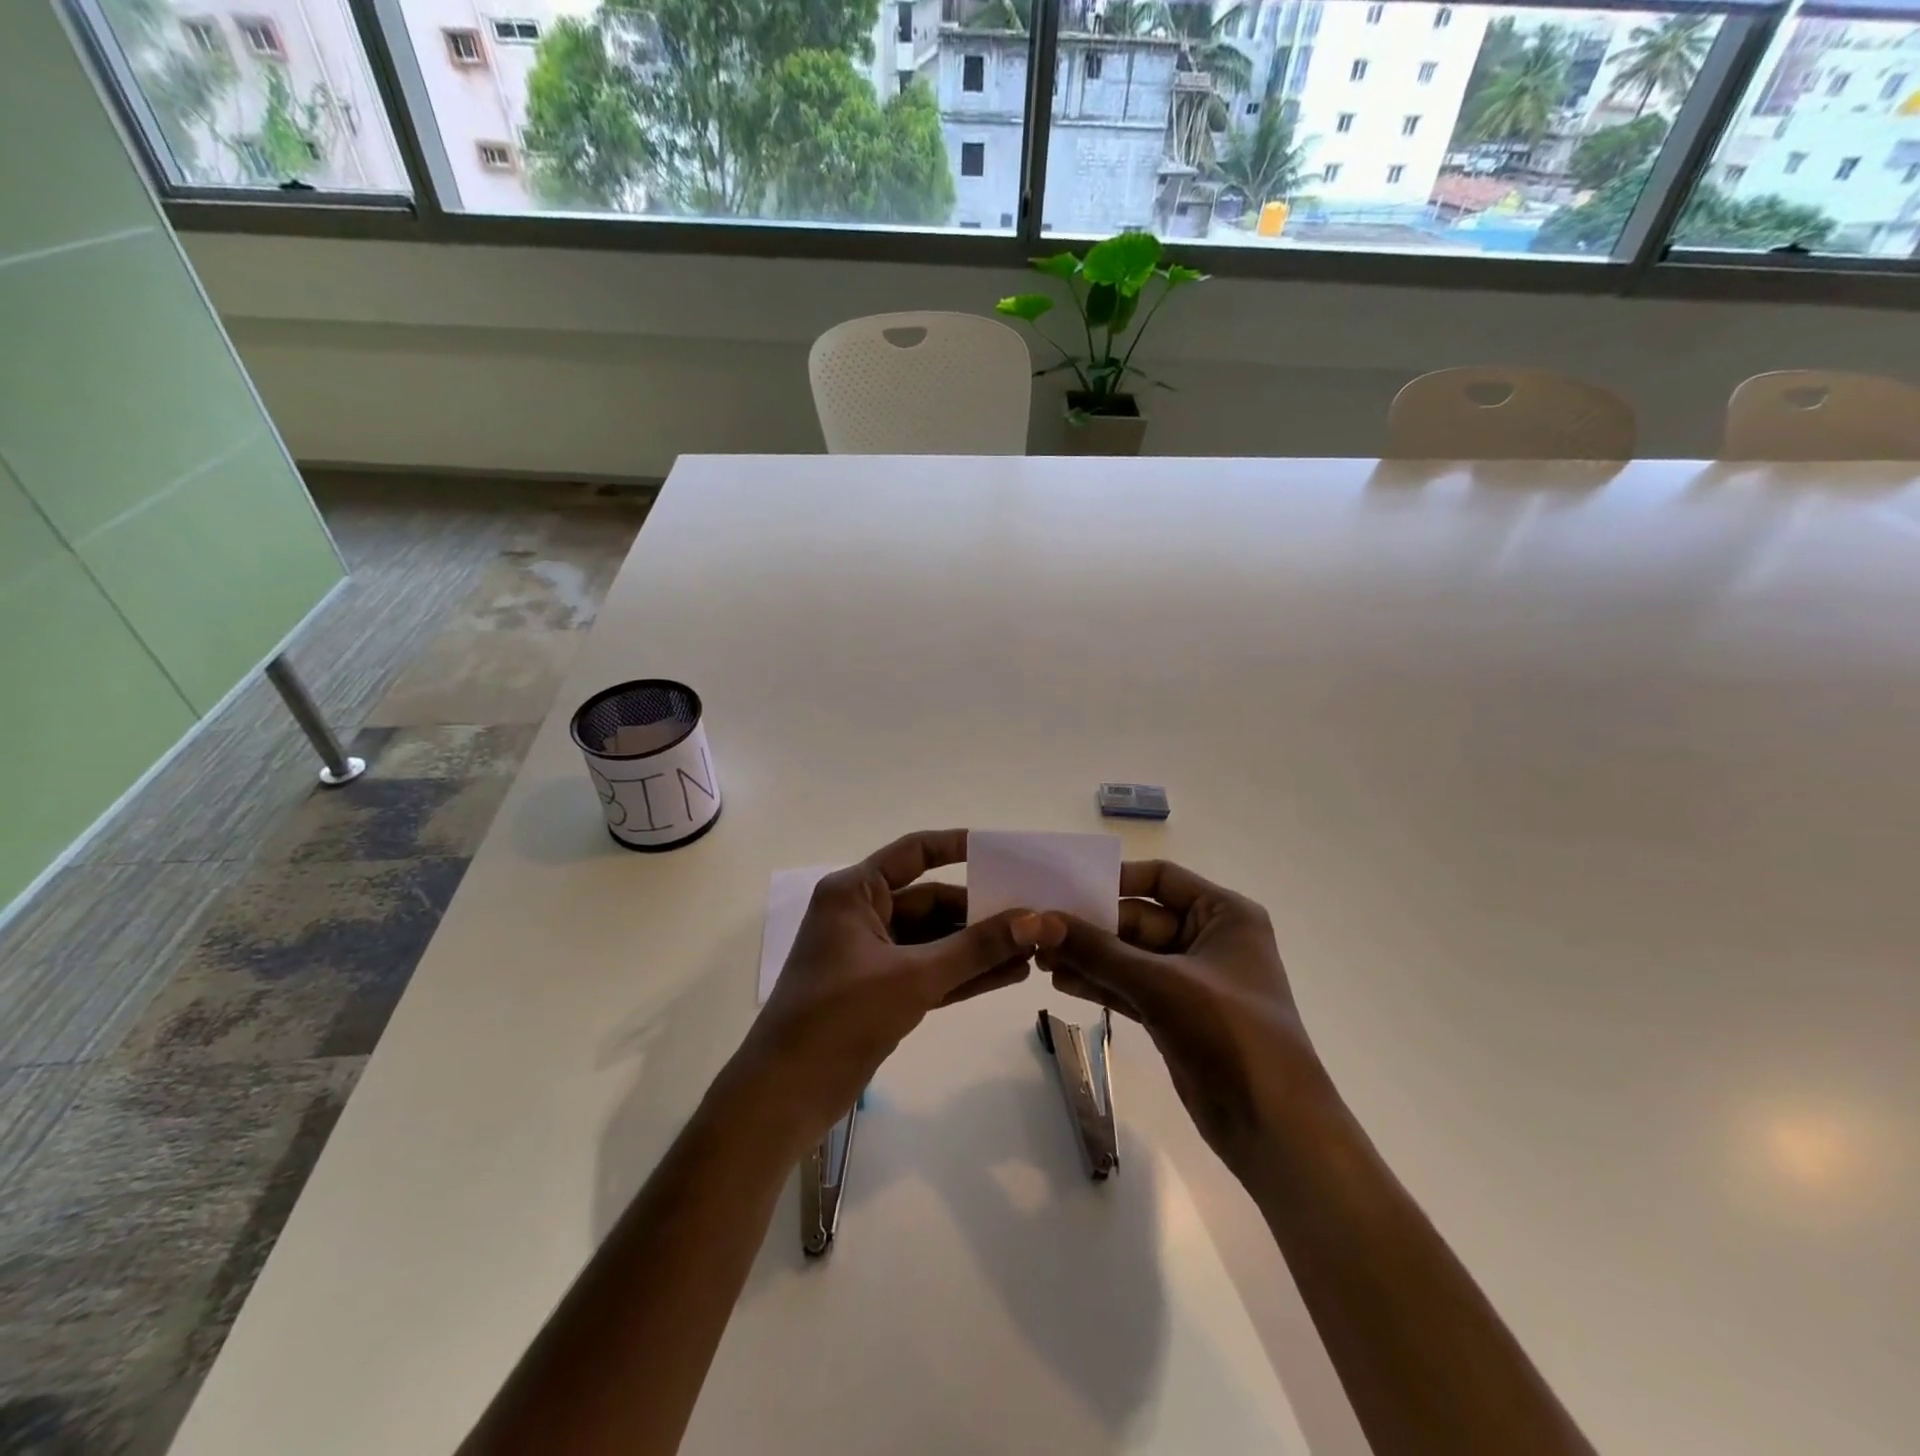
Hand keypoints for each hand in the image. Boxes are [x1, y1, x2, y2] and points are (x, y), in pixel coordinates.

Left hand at [724, 829, 1063, 1157]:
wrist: (784, 1097)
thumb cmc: (839, 1018)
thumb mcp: (912, 977)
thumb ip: (975, 949)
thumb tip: (1035, 921)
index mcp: (855, 892)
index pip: (914, 853)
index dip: (958, 847)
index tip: (1004, 853)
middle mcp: (863, 915)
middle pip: (931, 901)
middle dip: (981, 912)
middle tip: (1034, 917)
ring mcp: (872, 956)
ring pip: (935, 941)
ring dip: (978, 947)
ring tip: (1034, 950)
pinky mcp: (881, 992)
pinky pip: (930, 972)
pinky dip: (964, 974)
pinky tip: (1009, 975)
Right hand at [1036, 859, 1328, 1176]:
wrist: (1274, 1128)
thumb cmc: (1231, 1034)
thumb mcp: (1161, 984)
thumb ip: (1099, 951)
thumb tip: (1040, 921)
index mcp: (1223, 914)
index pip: (1162, 877)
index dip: (1116, 879)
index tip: (1067, 887)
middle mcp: (1208, 938)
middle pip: (1138, 918)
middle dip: (1091, 926)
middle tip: (1039, 931)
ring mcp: (1190, 980)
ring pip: (1129, 956)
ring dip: (1089, 956)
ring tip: (1039, 958)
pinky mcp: (1174, 1014)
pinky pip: (1129, 987)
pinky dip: (1099, 984)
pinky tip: (1061, 983)